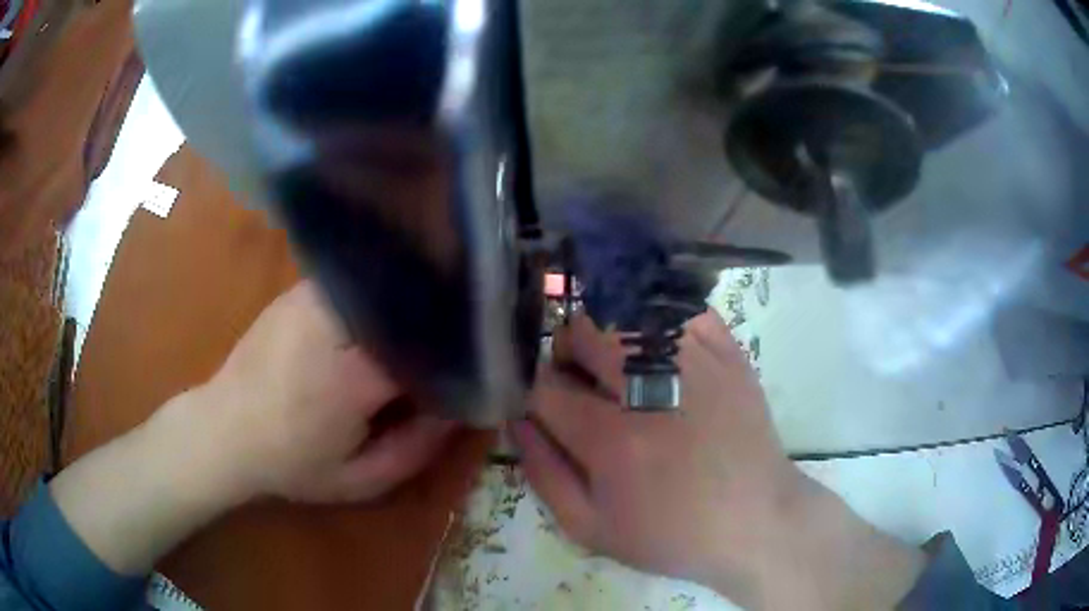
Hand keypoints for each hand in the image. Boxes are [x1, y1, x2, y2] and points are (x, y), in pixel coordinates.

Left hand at [184, 280, 455, 503]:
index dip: (461, 355)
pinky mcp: (301, 290)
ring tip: (426, 323)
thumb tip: (458, 409)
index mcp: (354, 375)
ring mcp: (315, 297)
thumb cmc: (291, 463)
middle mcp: (337, 322)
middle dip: (440, 320)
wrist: (225, 430)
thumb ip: (416, 449)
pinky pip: (359, 283)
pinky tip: (383, 315)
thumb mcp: (359, 480)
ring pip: (386, 286)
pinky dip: (381, 295)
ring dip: (411, 303)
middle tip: (461, 340)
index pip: (431, 345)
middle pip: (412, 304)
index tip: (476, 368)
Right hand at [513, 312, 923, 608]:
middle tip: (583, 383)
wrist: (756, 521)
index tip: (547, 405)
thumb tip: (516, 419)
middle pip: (583, 331)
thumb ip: (542, 472)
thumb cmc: (671, 534)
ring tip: (623, 368)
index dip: (535, 392)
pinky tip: (660, 351)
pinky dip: (657, 321)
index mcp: (614, 440)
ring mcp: (698, 361)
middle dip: (567, 353)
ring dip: (609, 335)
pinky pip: (679, 309)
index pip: (545, 386)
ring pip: (627, 312)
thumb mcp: (590, 528)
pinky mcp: (729, 352)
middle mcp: (654, 388)